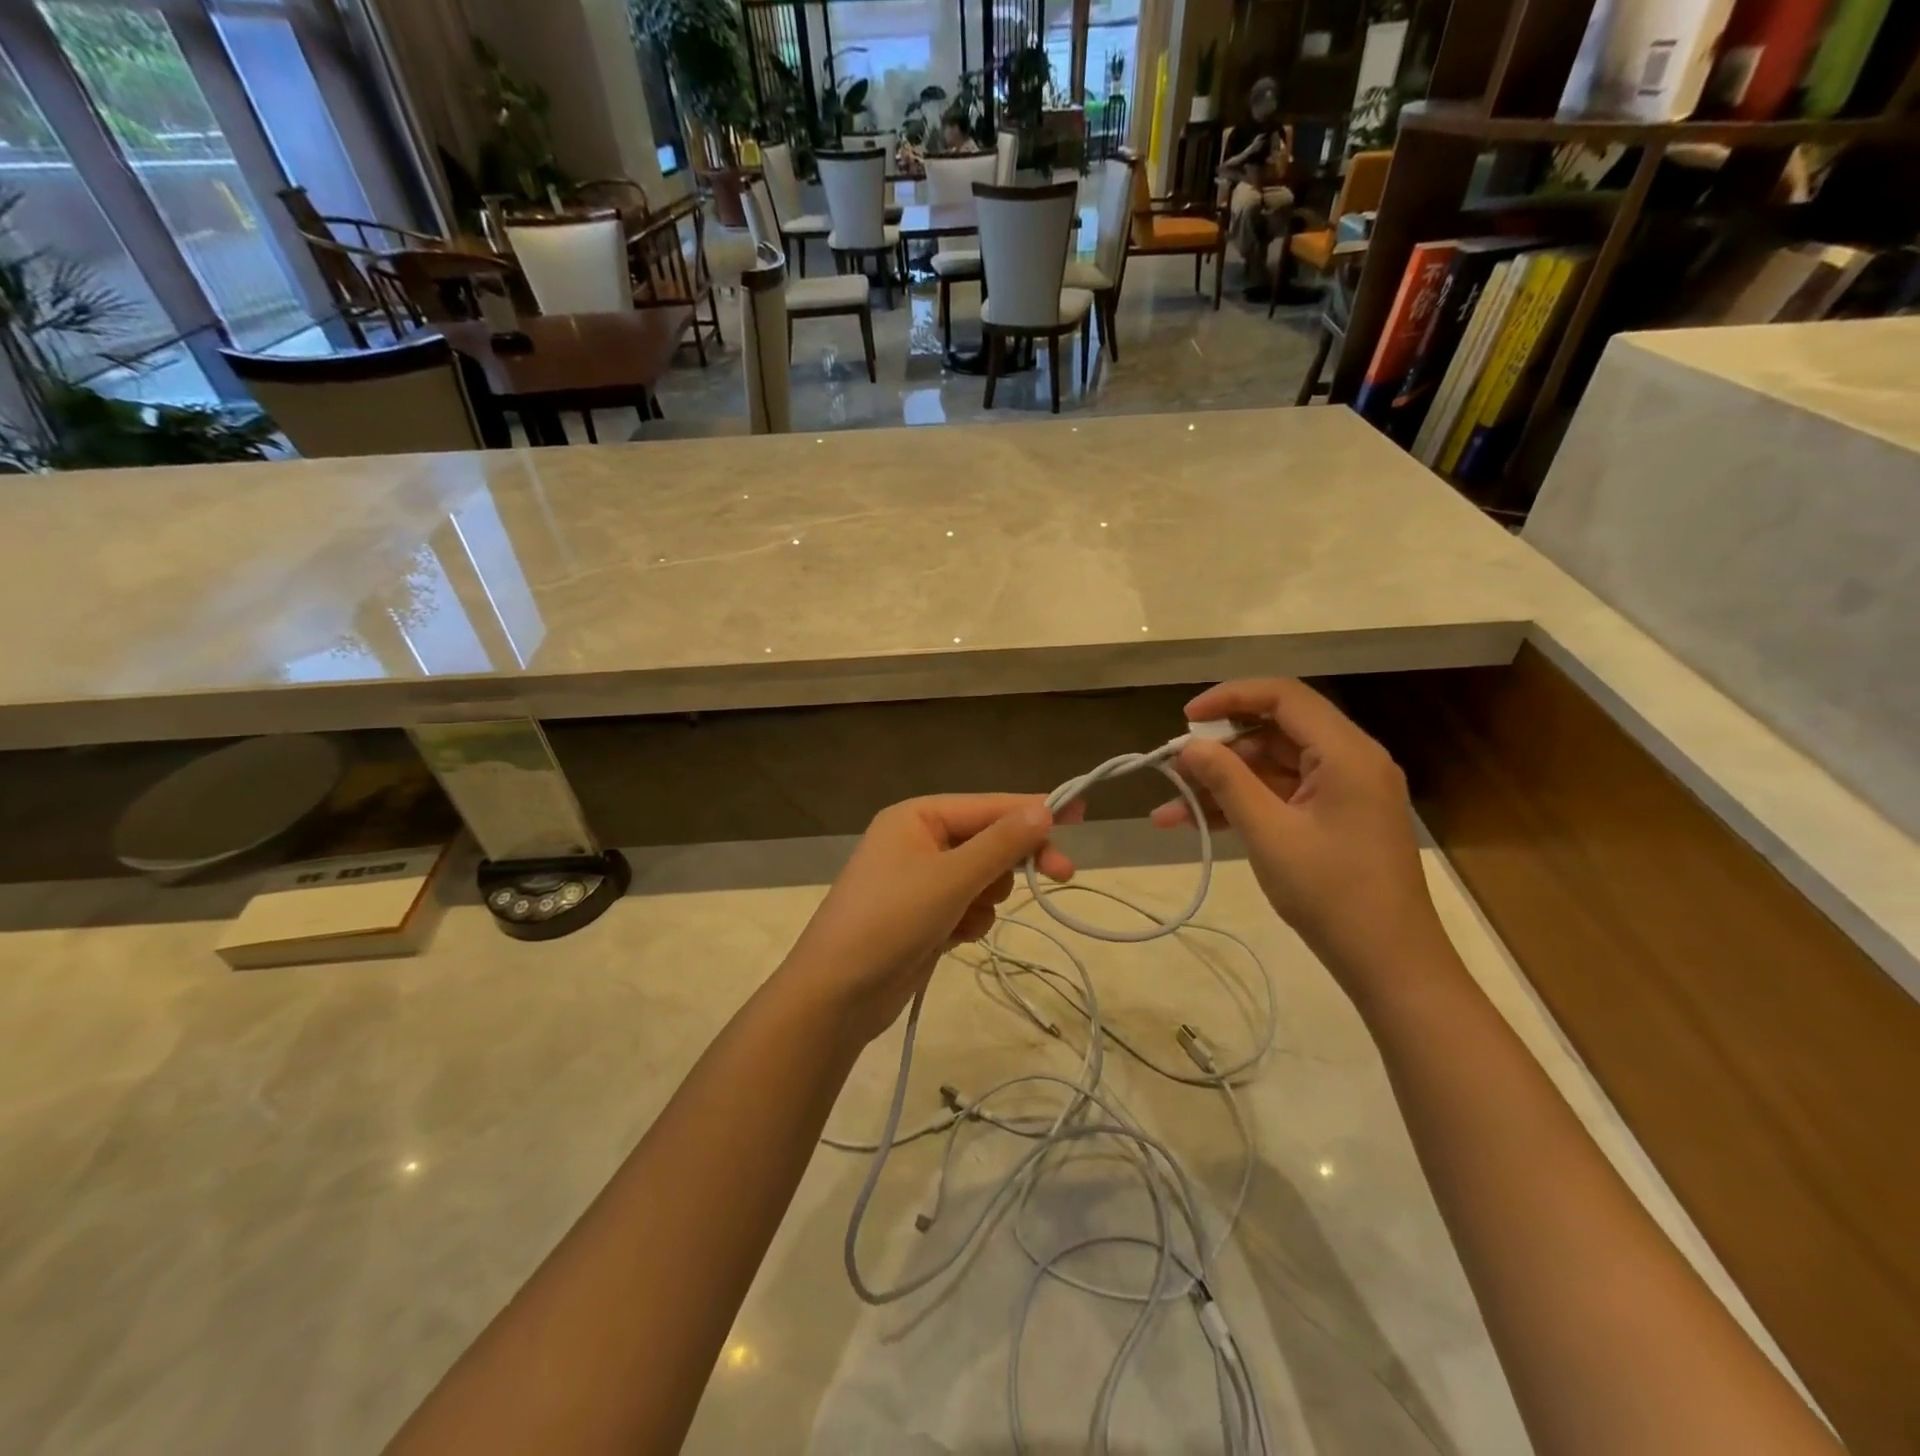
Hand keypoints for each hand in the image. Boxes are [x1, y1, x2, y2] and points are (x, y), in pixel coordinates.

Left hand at [780, 795, 1079, 1042]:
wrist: (837, 994)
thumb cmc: (891, 920)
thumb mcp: (951, 877)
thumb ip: (1001, 843)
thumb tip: (1044, 807)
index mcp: (917, 816)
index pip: (989, 806)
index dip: (1035, 809)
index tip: (1082, 813)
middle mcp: (918, 840)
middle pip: (988, 841)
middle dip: (1013, 862)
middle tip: (1062, 875)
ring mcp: (920, 880)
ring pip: (982, 877)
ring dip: (986, 897)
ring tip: (965, 918)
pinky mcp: (924, 915)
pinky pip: (967, 905)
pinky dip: (969, 920)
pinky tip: (953, 938)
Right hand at [1151, 679, 1447, 991]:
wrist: (1389, 963)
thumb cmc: (1331, 894)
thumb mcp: (1269, 834)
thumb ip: (1227, 781)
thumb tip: (1188, 746)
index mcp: (1346, 752)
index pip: (1283, 697)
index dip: (1230, 697)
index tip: (1185, 719)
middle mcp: (1349, 760)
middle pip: (1274, 731)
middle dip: (1219, 750)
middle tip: (1172, 770)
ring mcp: (1342, 790)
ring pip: (1271, 766)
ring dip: (1223, 783)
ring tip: (1170, 809)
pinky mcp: (1334, 817)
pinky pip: (1281, 795)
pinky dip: (1243, 805)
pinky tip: (1197, 824)